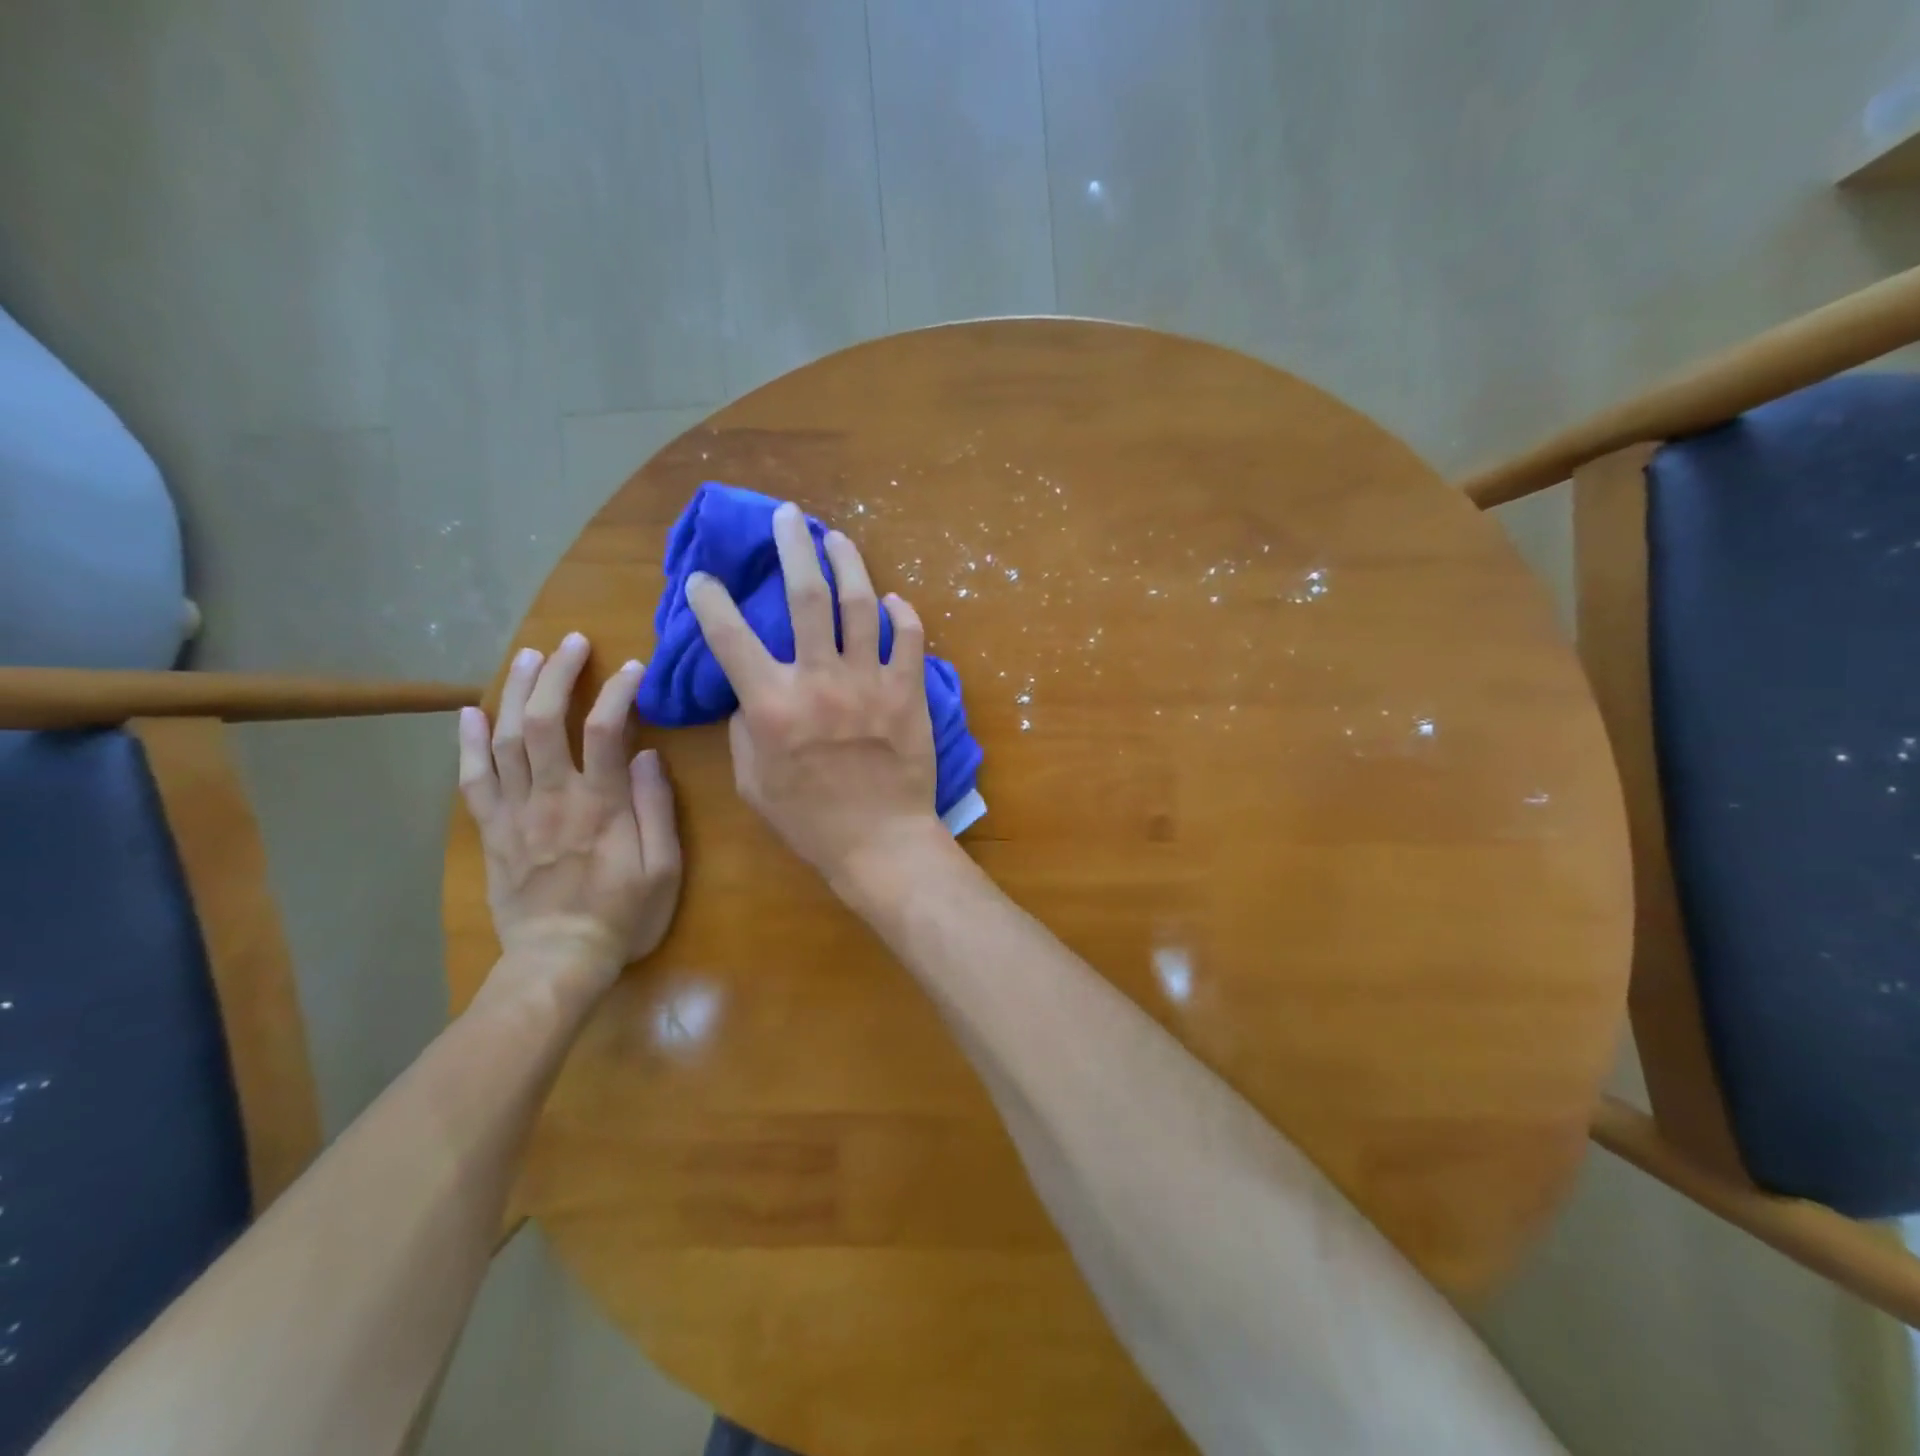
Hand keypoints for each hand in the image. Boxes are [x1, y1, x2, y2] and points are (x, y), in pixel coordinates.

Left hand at [458, 633, 682, 995]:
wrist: (559, 961)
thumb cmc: (623, 916)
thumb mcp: (663, 869)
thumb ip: (657, 809)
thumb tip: (648, 755)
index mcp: (601, 805)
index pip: (606, 730)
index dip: (618, 691)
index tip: (632, 667)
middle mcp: (553, 797)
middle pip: (546, 721)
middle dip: (558, 674)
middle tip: (570, 642)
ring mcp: (516, 812)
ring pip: (506, 739)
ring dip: (515, 692)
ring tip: (526, 657)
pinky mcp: (492, 830)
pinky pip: (472, 779)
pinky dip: (468, 742)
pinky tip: (470, 712)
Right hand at [685, 502, 941, 889]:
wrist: (879, 841)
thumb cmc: (809, 820)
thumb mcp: (753, 782)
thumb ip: (743, 729)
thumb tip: (747, 693)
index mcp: (771, 704)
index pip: (729, 637)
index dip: (710, 600)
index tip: (702, 579)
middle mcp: (819, 680)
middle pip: (805, 596)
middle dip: (792, 548)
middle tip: (788, 516)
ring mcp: (869, 681)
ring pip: (859, 604)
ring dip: (847, 563)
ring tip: (836, 537)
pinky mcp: (908, 691)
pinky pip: (909, 639)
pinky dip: (903, 616)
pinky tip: (894, 602)